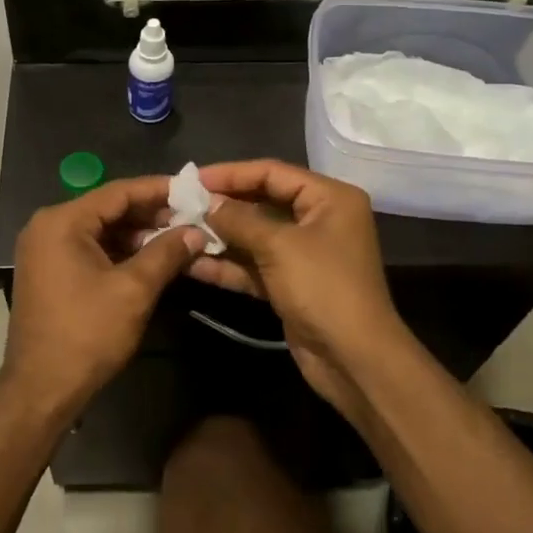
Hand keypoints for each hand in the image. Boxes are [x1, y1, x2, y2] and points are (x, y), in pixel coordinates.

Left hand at [6, 175, 204, 417]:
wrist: (42, 389)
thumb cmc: (87, 334)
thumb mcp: (133, 290)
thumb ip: (166, 253)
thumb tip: (196, 231)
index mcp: (62, 221)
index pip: (118, 192)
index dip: (158, 190)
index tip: (192, 189)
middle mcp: (48, 226)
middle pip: (108, 208)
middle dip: (150, 214)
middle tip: (192, 216)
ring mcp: (45, 249)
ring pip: (101, 230)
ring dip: (138, 234)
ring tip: (179, 236)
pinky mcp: (49, 271)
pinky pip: (90, 248)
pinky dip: (120, 251)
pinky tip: (151, 257)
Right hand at [185, 161, 411, 420]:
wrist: (354, 359)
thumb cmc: (323, 288)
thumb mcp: (279, 246)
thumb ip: (239, 219)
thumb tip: (206, 202)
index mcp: (329, 198)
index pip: (273, 172)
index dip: (231, 174)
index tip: (192, 179)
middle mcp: (319, 220)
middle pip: (262, 202)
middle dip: (221, 207)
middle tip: (181, 205)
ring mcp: (304, 254)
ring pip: (254, 237)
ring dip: (219, 237)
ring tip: (178, 232)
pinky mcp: (290, 284)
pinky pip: (254, 266)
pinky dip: (227, 265)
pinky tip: (192, 264)